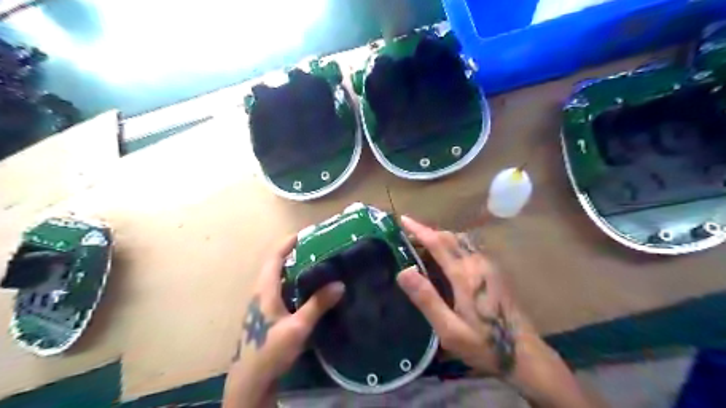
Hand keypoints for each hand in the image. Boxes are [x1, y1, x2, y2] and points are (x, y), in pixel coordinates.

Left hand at [223, 234, 342, 407]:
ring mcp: (262, 305)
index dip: (287, 244)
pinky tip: (307, 290)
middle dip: (293, 254)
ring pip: (278, 279)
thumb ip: (318, 304)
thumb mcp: (298, 327)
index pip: (274, 258)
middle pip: (275, 266)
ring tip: (315, 265)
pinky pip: (280, 291)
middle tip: (315, 248)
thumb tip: (339, 284)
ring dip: (293, 269)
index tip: (304, 234)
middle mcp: (261, 293)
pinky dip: (293, 283)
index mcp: (265, 290)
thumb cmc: (270, 350)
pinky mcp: (266, 315)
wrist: (251, 380)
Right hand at [395, 215, 534, 376]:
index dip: (419, 230)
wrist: (524, 353)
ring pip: (461, 241)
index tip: (404, 220)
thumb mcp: (449, 329)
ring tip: (424, 245)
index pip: (438, 243)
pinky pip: (469, 248)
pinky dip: (453, 245)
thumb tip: (404, 271)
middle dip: (429, 232)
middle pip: (450, 237)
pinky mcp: (494, 271)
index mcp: (465, 274)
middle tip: (409, 235)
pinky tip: (447, 258)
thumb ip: (427, 299)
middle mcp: (478, 263)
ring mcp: (489, 265)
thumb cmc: (484, 343)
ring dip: (441, 238)